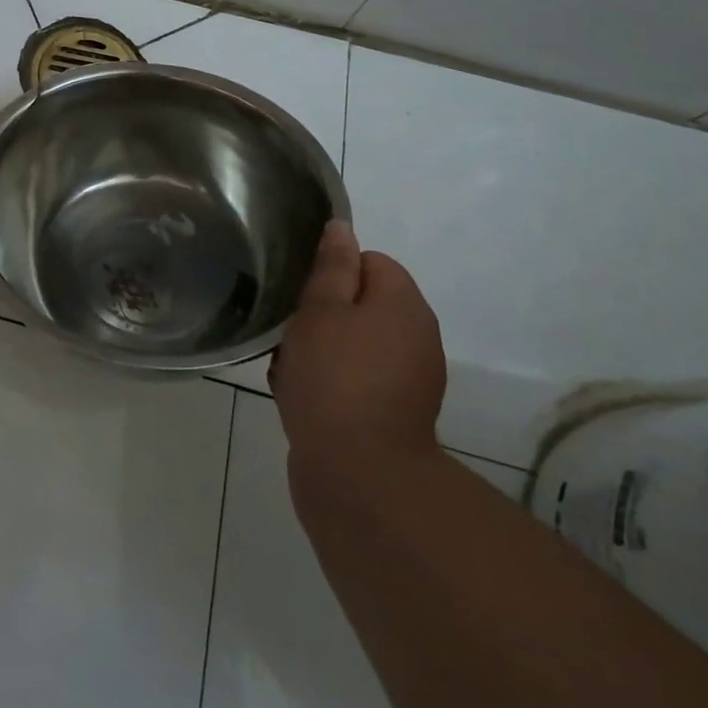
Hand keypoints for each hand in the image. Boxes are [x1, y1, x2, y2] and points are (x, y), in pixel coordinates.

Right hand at [271, 222, 445, 491]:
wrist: (358, 479)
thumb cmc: (334, 378)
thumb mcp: (321, 309)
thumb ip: (332, 267)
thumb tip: (342, 229)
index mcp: (405, 305)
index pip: (370, 261)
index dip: (333, 272)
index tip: (305, 294)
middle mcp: (416, 338)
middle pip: (361, 304)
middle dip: (323, 313)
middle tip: (292, 333)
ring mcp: (408, 381)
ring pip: (353, 343)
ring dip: (320, 349)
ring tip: (291, 369)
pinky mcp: (393, 417)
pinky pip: (355, 380)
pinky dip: (330, 383)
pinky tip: (300, 397)